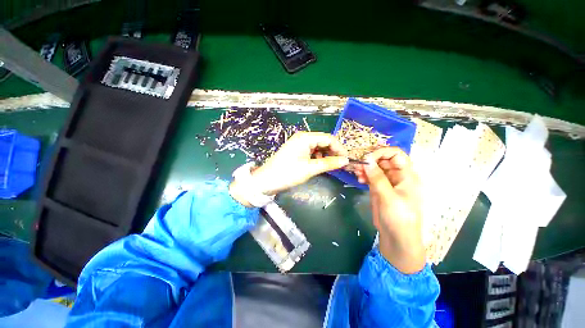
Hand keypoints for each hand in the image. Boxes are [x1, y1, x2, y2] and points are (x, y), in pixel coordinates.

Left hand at [230, 132, 348, 205]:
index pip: (329, 138)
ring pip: (318, 146)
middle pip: (324, 141)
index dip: (339, 148)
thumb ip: (329, 163)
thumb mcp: (310, 169)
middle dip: (333, 151)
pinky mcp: (297, 150)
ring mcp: (299, 143)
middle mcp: (303, 137)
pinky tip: (320, 164)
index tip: (347, 160)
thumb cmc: (287, 173)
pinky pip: (312, 151)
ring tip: (331, 165)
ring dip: (326, 154)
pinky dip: (319, 157)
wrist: (266, 180)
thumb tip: (345, 160)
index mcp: (306, 138)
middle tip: (341, 164)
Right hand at [354, 147, 425, 273]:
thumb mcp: (389, 197)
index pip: (396, 155)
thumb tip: (366, 161)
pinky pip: (371, 177)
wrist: (397, 238)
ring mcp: (387, 182)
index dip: (382, 152)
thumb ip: (377, 178)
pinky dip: (364, 175)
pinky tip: (359, 178)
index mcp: (407, 176)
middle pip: (384, 160)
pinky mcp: (379, 188)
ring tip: (356, 172)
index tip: (367, 157)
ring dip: (365, 167)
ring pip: (375, 168)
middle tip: (358, 164)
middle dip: (370, 160)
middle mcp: (397, 176)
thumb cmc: (399, 218)